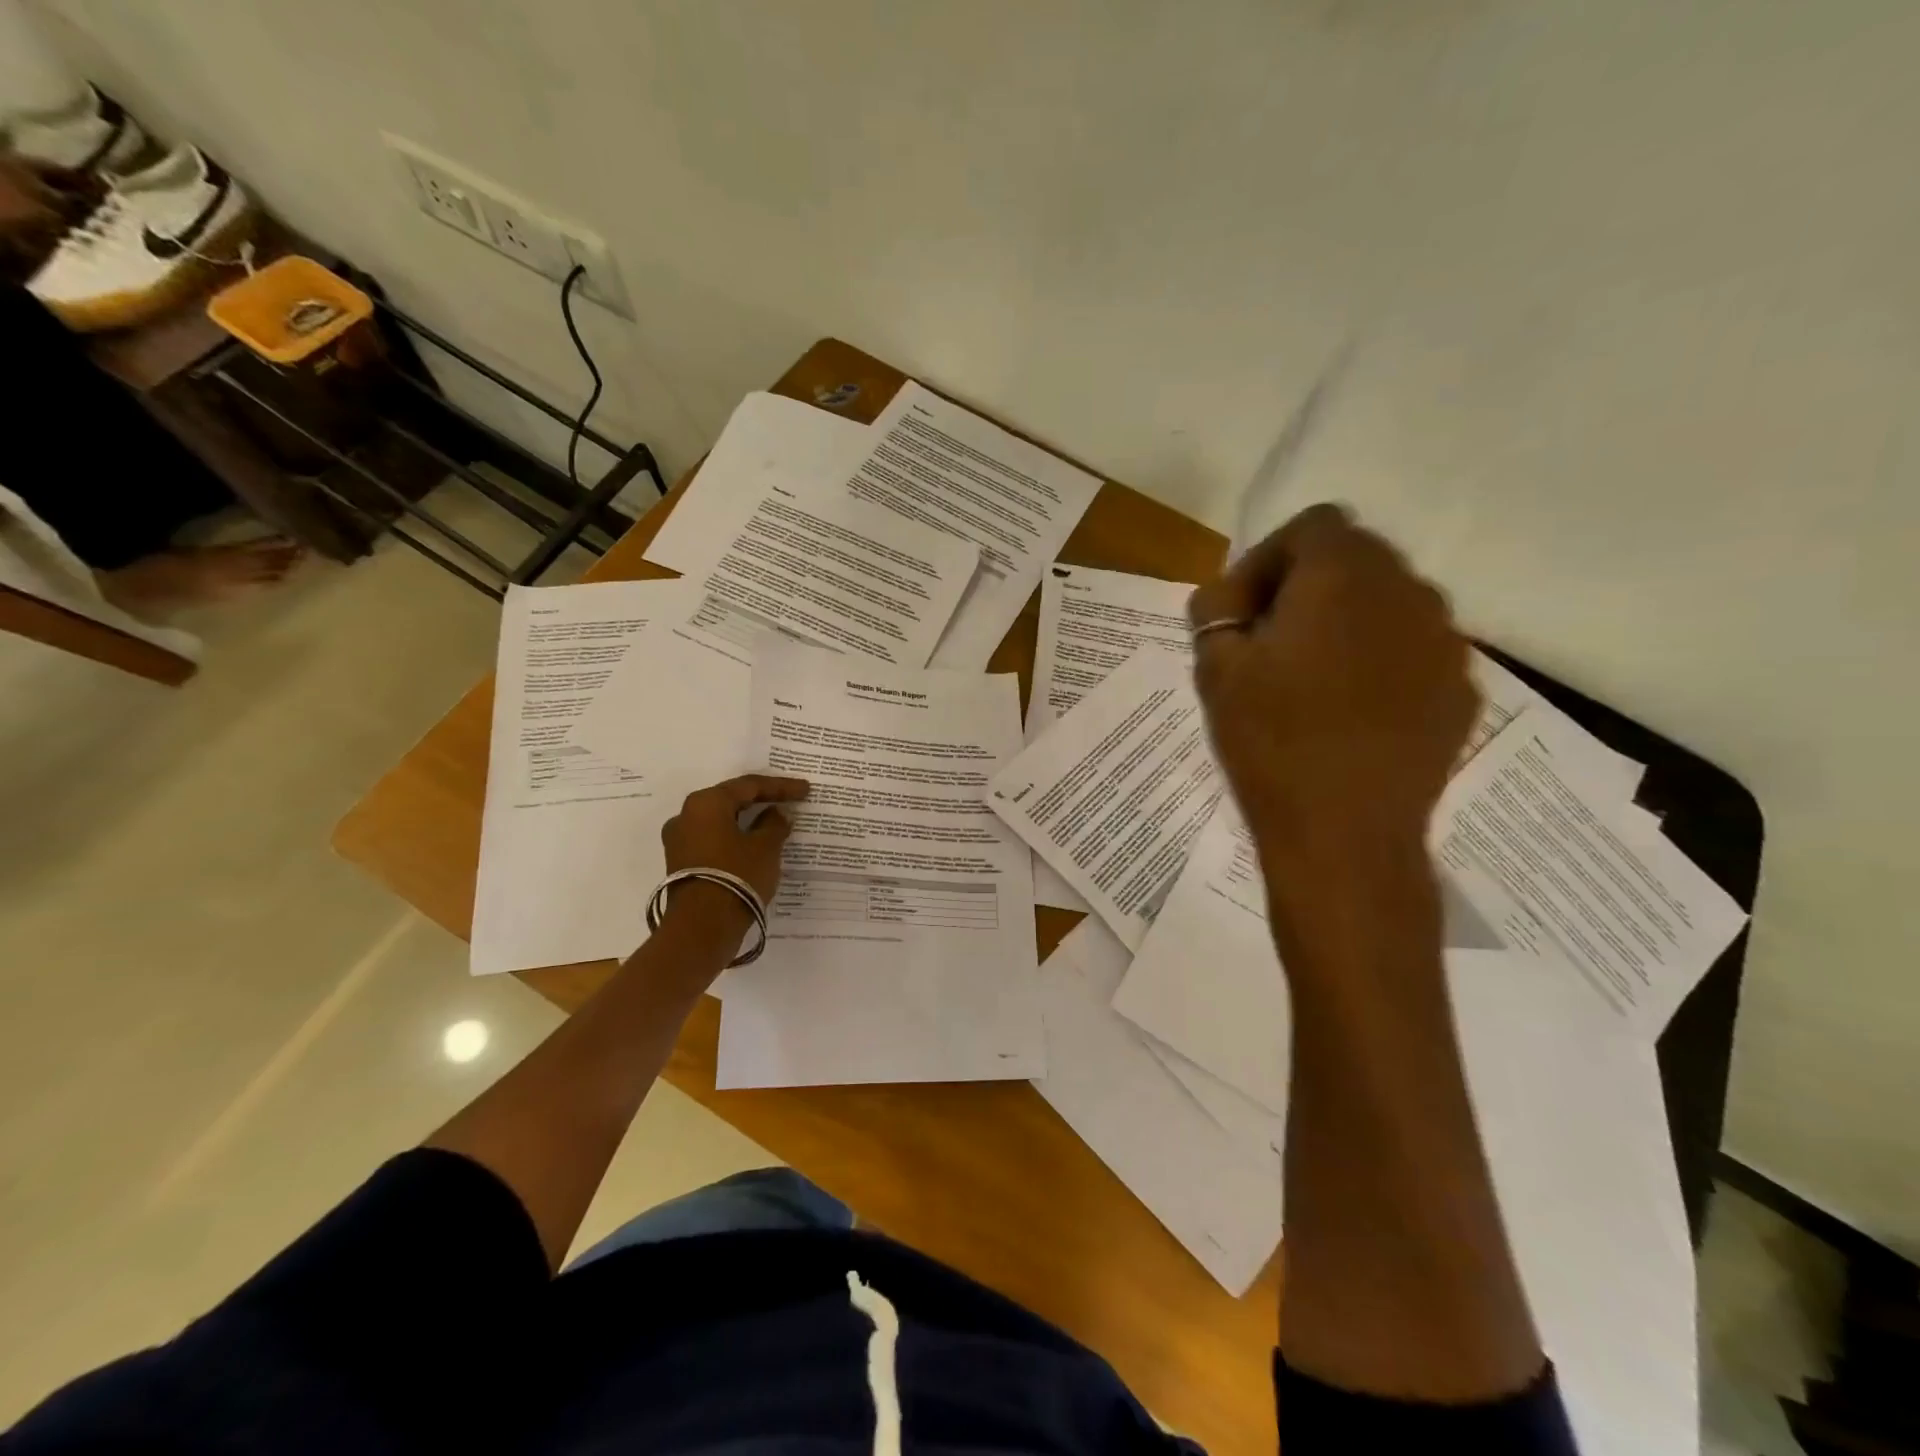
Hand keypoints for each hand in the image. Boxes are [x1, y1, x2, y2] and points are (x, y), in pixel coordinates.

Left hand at [660, 774, 809, 930]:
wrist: (702, 927)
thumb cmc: (737, 876)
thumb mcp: (765, 847)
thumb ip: (774, 824)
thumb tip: (776, 814)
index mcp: (706, 803)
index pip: (749, 786)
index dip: (780, 787)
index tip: (804, 789)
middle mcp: (686, 815)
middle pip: (730, 800)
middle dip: (760, 800)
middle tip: (788, 800)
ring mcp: (679, 841)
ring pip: (721, 822)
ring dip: (747, 821)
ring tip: (773, 823)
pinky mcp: (681, 863)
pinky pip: (714, 840)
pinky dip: (735, 839)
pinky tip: (754, 844)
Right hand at [1190, 504, 1476, 882]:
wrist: (1345, 834)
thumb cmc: (1271, 742)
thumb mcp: (1215, 671)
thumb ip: (1215, 612)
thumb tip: (1225, 598)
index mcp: (1344, 576)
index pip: (1311, 527)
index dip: (1267, 559)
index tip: (1241, 612)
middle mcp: (1408, 592)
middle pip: (1355, 559)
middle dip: (1306, 587)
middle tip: (1268, 641)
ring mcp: (1445, 642)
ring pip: (1388, 604)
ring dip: (1345, 622)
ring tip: (1311, 678)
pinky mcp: (1461, 689)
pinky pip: (1414, 651)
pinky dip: (1379, 662)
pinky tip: (1351, 711)